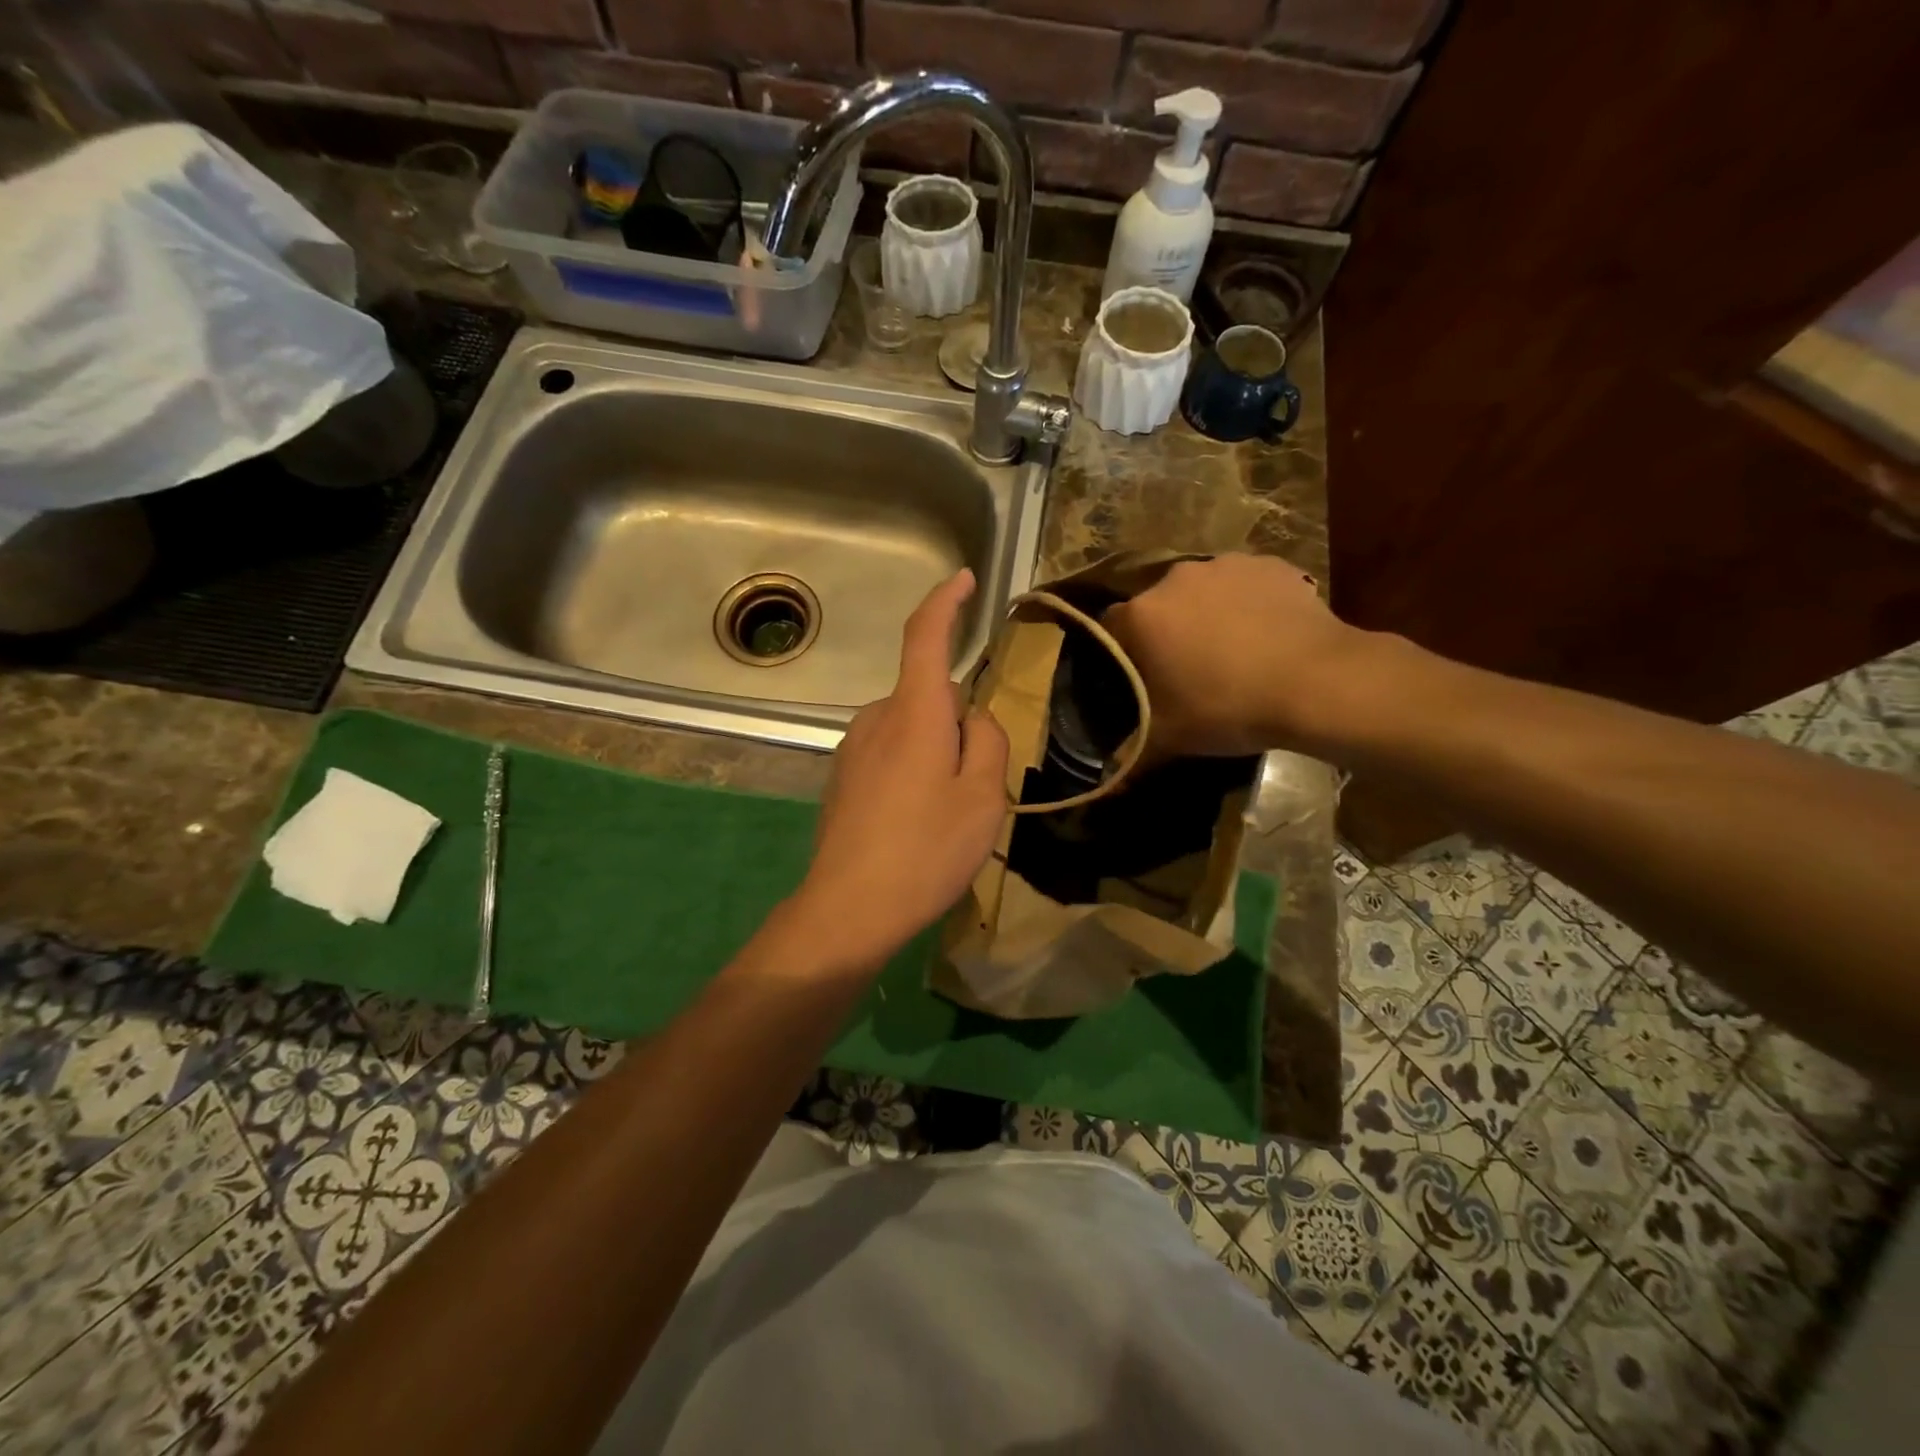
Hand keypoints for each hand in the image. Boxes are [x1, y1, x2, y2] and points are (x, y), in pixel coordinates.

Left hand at [790, 569, 1009, 969]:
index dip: (944, 602)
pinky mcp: (842, 777)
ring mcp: (852, 748)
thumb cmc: (926, 850)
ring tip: (944, 816)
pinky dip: (911, 772)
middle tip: (975, 787)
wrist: (849, 908)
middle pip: (929, 697)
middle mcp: (876, 718)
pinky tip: (913, 824)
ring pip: (911, 729)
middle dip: (958, 725)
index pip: (925, 637)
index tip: (962, 580)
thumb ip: (987, 741)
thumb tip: (973, 718)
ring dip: (935, 753)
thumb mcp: (982, 798)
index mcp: (914, 712)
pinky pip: (890, 753)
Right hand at [1103, 553, 1364, 758]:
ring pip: (1200, 592)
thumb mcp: (1170, 739)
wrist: (1319, 683)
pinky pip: (1243, 584)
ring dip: (1205, 614)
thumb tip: (1104, 783)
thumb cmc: (1229, 709)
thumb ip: (1130, 753)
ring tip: (1230, 650)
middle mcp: (1173, 579)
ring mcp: (1224, 565)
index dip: (1122, 655)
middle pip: (1157, 607)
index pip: (1110, 629)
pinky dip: (1246, 604)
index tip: (1139, 678)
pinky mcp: (1268, 564)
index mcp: (1141, 616)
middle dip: (1166, 632)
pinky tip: (1264, 634)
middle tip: (1187, 668)